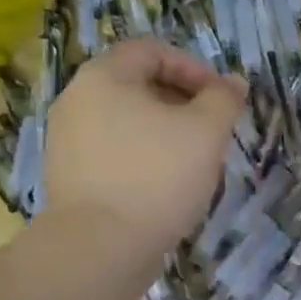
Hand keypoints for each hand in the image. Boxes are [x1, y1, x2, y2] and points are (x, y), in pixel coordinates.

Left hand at [44, 39, 246, 261]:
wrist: (100, 248)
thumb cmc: (157, 176)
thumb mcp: (207, 131)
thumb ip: (224, 99)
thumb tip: (233, 84)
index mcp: (104, 76)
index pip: (153, 51)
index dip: (194, 68)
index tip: (220, 99)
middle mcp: (76, 100)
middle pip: (138, 85)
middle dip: (182, 102)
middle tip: (212, 130)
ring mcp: (67, 140)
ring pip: (127, 120)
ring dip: (165, 131)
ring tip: (193, 160)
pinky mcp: (68, 176)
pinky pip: (114, 151)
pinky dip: (143, 157)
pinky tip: (165, 185)